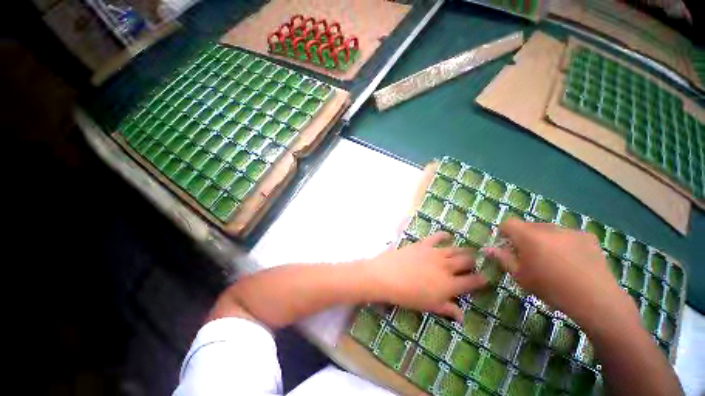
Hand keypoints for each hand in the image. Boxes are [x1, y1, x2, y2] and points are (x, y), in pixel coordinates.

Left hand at [362, 232, 486, 321]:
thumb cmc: (408, 296)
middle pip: (466, 261)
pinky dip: (444, 235)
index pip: (473, 281)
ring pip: (455, 249)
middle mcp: (447, 266)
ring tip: (468, 250)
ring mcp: (435, 253)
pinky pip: (436, 237)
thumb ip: (447, 309)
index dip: (482, 279)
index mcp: (450, 285)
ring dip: (463, 249)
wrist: (387, 276)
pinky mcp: (423, 244)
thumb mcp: (429, 306)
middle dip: (474, 261)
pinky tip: (448, 235)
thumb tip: (462, 317)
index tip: (486, 277)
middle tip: (475, 262)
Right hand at [483, 219, 639, 332]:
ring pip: (548, 230)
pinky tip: (572, 261)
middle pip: (528, 226)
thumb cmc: (550, 287)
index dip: (504, 233)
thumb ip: (502, 258)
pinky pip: (567, 235)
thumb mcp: (520, 275)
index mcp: (528, 235)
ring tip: (553, 261)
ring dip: (544, 240)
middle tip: (530, 257)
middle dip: (524, 238)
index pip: (508, 223)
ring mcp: (569, 230)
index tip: (507, 247)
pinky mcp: (587, 236)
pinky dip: (564, 243)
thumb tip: (487, 249)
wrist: (595, 298)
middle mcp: (548, 227)